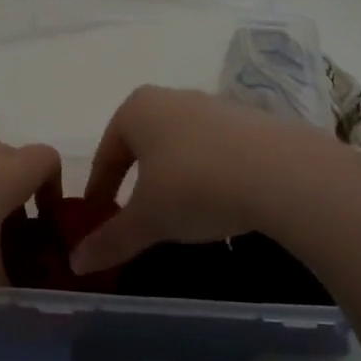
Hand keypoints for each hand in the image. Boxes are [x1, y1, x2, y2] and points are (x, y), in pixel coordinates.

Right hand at [71, 85, 333, 274]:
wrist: (283, 173)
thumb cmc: (195, 187)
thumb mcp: (147, 220)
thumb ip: (110, 240)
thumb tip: (76, 263)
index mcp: (137, 110)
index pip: (106, 154)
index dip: (99, 191)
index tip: (98, 219)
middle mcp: (173, 98)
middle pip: (143, 145)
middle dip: (136, 180)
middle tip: (136, 215)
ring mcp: (216, 106)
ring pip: (181, 146)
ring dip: (174, 177)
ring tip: (180, 214)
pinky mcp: (252, 121)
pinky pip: (217, 150)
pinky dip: (210, 175)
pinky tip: (219, 203)